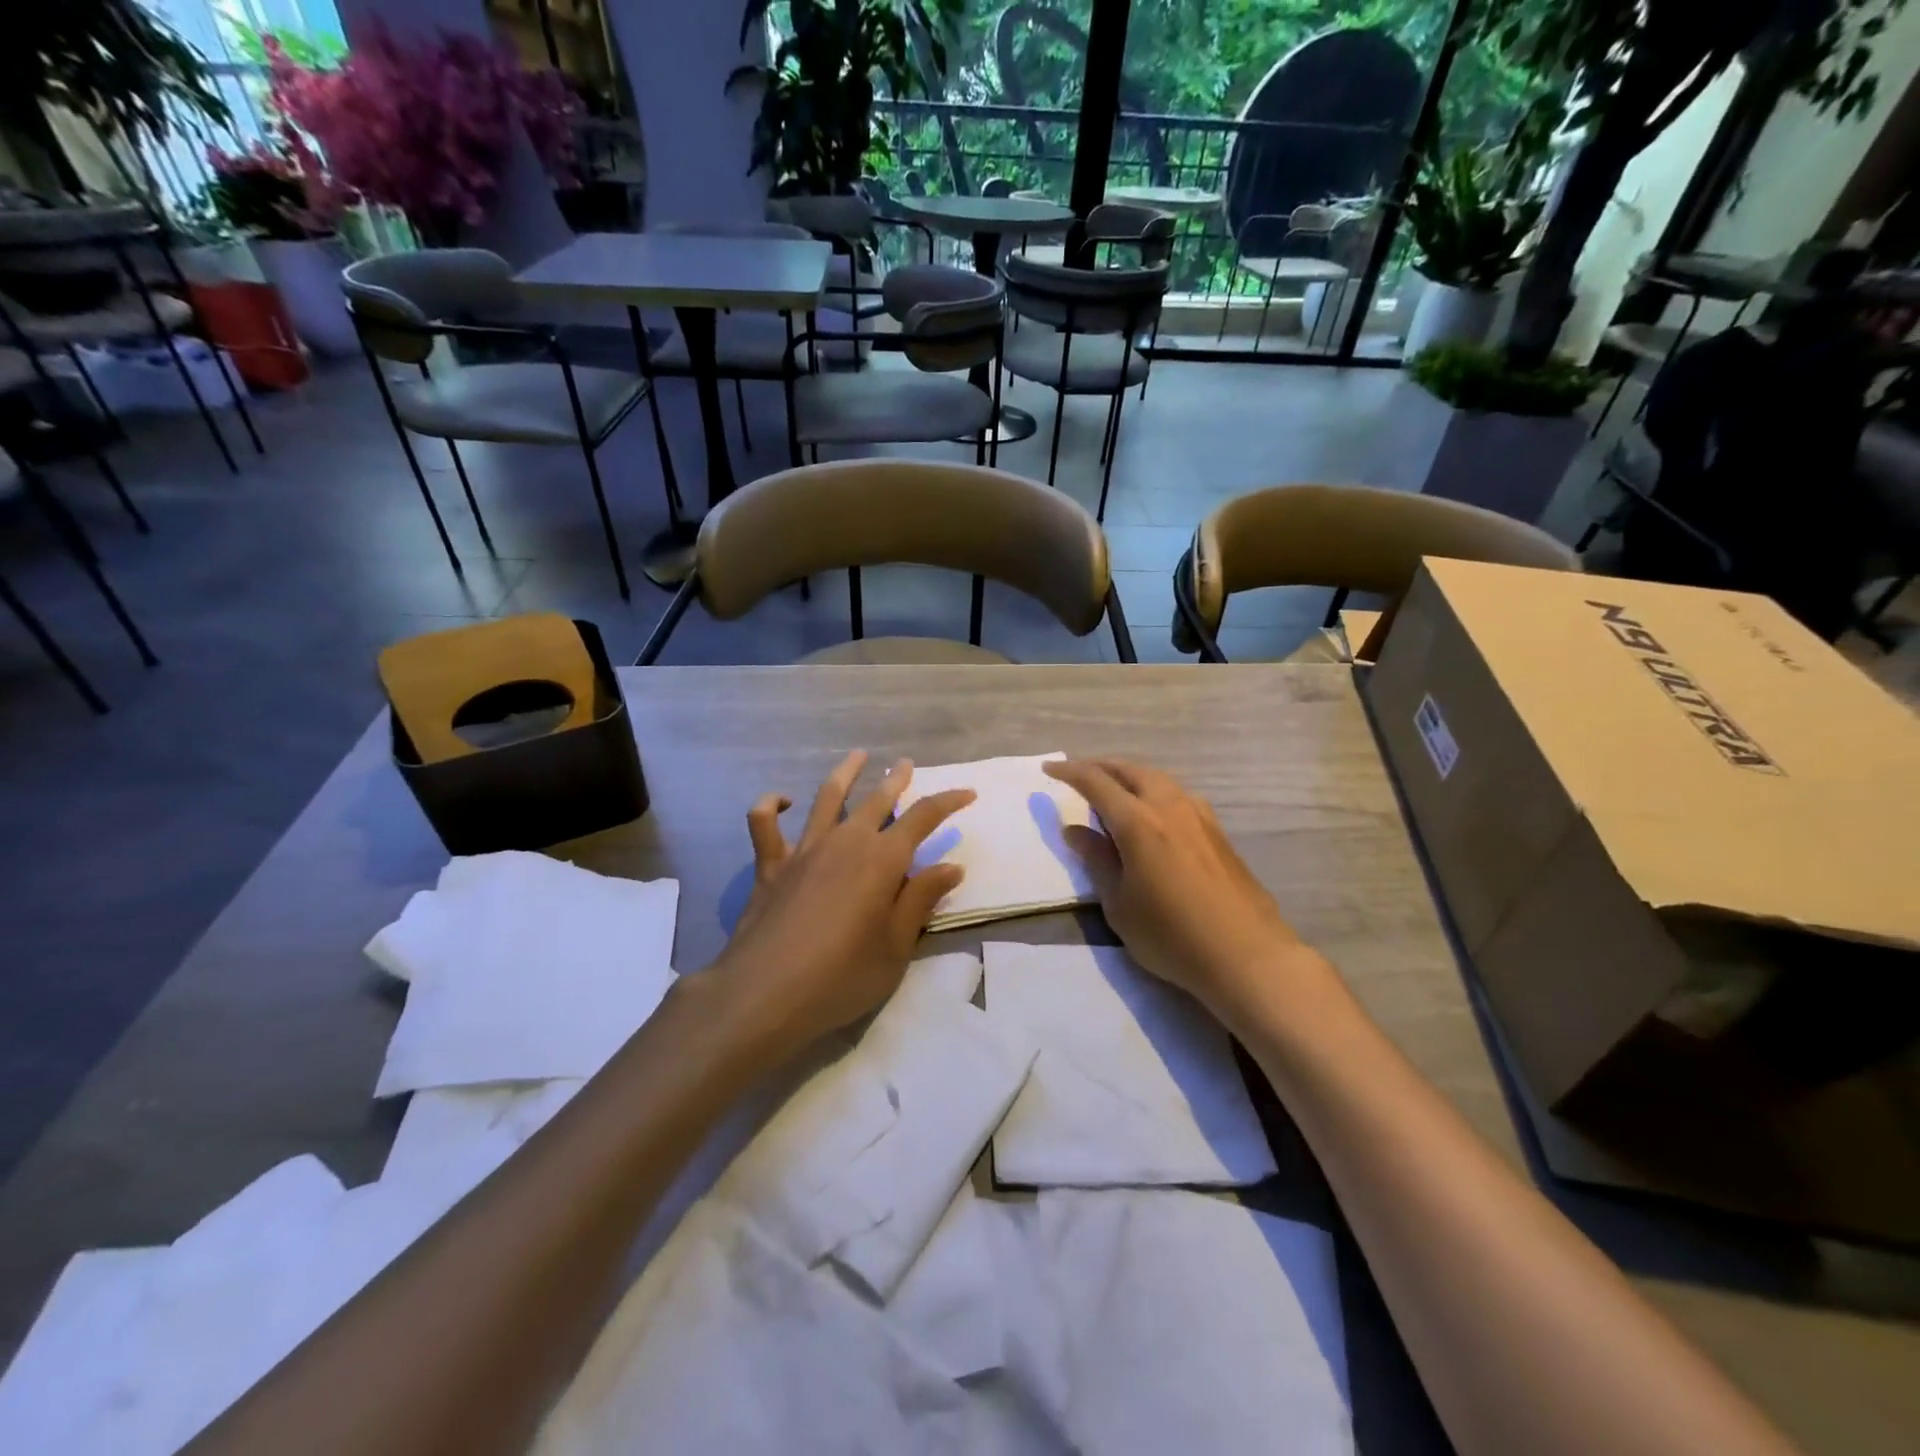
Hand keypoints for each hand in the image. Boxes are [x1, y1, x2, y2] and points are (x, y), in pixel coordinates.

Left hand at [710, 751, 974, 1054]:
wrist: (765, 994)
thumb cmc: (842, 976)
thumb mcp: (896, 947)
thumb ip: (920, 900)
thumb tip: (951, 866)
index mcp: (882, 860)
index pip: (924, 818)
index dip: (949, 802)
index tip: (967, 793)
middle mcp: (846, 842)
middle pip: (877, 800)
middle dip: (897, 780)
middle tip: (907, 765)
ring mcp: (804, 849)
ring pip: (827, 798)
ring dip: (846, 773)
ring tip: (858, 756)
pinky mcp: (770, 866)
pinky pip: (764, 823)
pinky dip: (771, 806)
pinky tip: (783, 802)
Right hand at [1044, 757, 1307, 1013]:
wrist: (1246, 955)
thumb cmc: (1171, 935)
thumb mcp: (1119, 904)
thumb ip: (1097, 860)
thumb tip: (1074, 829)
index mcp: (1138, 822)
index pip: (1096, 782)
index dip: (1070, 772)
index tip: (1049, 769)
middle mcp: (1169, 807)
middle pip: (1131, 770)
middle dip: (1102, 766)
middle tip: (1079, 773)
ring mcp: (1199, 817)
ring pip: (1158, 780)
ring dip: (1131, 777)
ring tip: (1114, 790)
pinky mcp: (1217, 832)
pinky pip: (1177, 796)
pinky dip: (1154, 792)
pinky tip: (1153, 813)